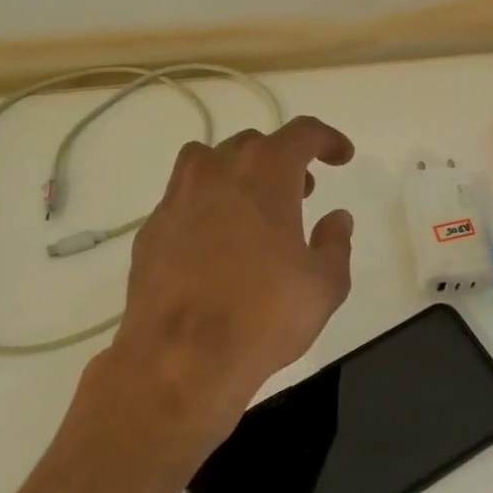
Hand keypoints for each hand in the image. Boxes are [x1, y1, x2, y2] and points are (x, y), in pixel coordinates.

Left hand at [99, 115, 356, 461]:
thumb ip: (335, 244)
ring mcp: (177, 198)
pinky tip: (218, 244)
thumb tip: (336, 219)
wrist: (180, 358)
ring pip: (209, 162)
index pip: (302, 133)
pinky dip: (207, 206)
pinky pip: (184, 199)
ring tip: (255, 209)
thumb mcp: (324, 284)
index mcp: (265, 173)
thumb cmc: (264, 315)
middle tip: (302, 192)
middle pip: (253, 144)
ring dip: (239, 173)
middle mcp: (217, 172)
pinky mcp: (151, 230)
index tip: (342, 157)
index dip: (327, 140)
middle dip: (283, 160)